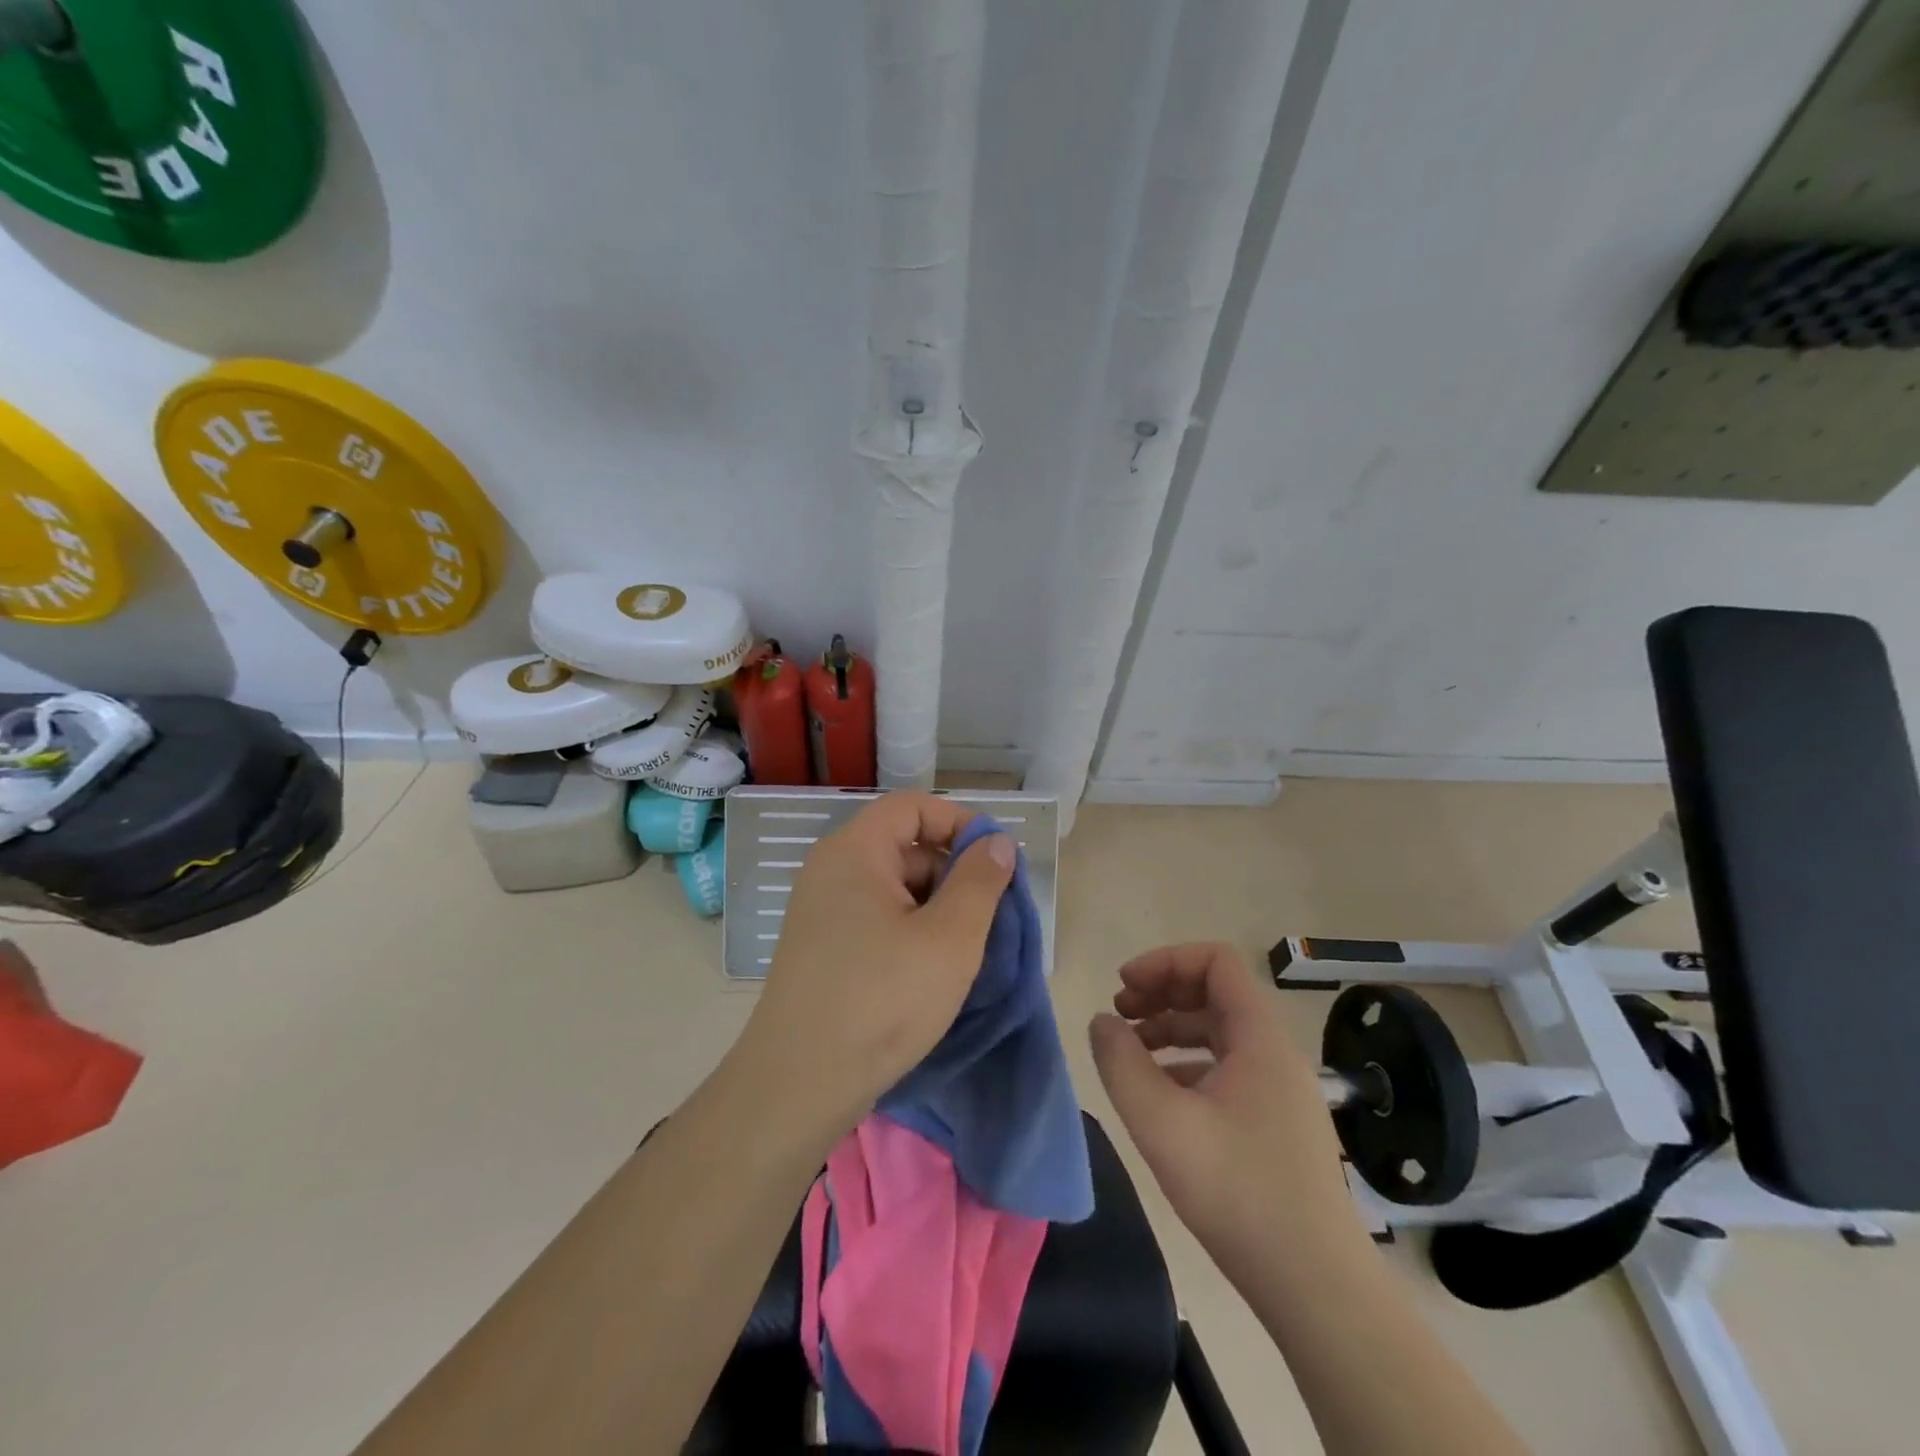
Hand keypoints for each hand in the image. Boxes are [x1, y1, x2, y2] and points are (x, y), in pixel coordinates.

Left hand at [733, 791, 1015, 1144]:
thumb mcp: (950, 938)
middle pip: (904, 845)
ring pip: (893, 886)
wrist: (798, 1085)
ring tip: (966, 949)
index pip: (913, 807)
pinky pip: (876, 917)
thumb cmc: (882, 1001)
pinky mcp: (822, 946)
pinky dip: (910, 929)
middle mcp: (830, 870)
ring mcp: (821, 910)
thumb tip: (997, 842)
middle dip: (953, 871)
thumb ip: (980, 881)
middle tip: (990, 915)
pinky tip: (932, 968)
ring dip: (936, 906)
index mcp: (854, 852)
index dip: (960, 823)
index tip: (996, 861)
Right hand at [1088, 944, 1362, 1281]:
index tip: (1124, 987)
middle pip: (1215, 993)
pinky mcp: (1277, 1124)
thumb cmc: (1238, 1194)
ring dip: (1171, 1028)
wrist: (1317, 1289)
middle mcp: (1275, 1054)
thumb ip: (1121, 1063)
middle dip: (1162, 993)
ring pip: (1219, 1033)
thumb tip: (1103, 1021)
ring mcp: (1280, 1091)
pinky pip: (1228, 1070)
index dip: (1165, 961)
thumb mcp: (1162, 1124)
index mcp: (1259, 1039)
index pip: (1216, 961)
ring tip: (1130, 1051)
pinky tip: (1160, 1095)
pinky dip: (1188, 1065)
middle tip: (1119, 1014)